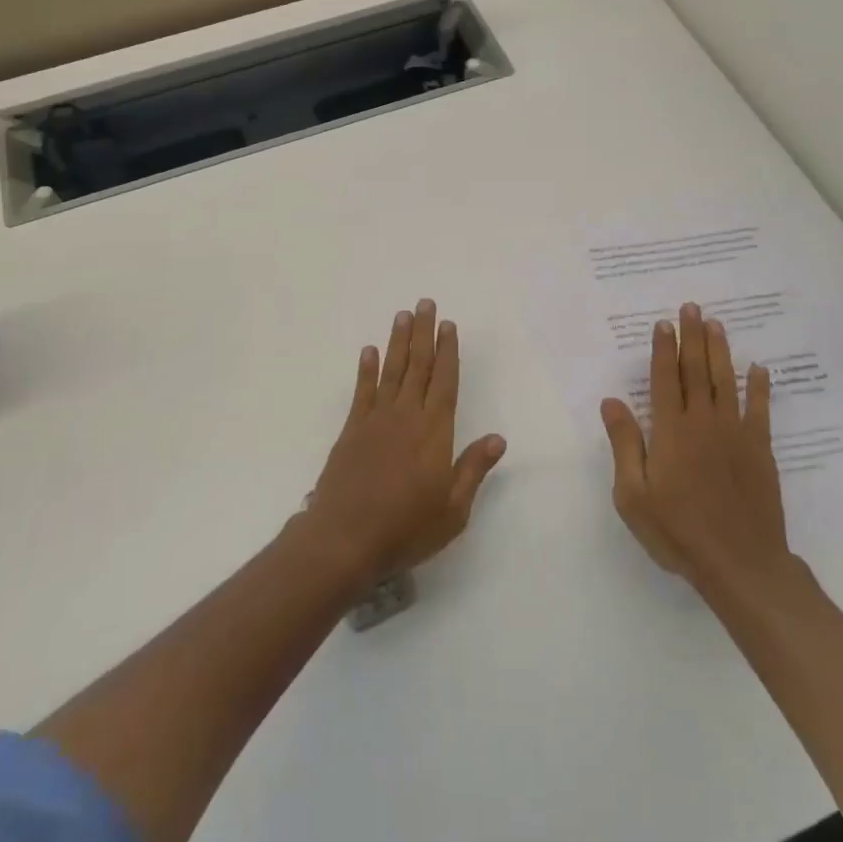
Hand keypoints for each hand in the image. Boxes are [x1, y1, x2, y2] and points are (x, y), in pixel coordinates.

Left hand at [304, 299, 506, 586]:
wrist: (344, 539)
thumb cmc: (405, 528)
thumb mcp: (453, 510)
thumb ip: (473, 469)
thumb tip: (498, 438)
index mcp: (434, 432)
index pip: (445, 382)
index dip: (448, 351)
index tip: (448, 325)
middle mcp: (406, 416)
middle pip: (418, 366)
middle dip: (423, 333)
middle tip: (425, 303)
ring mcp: (375, 420)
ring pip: (391, 371)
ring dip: (398, 342)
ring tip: (402, 315)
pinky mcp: (351, 430)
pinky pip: (362, 391)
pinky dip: (365, 369)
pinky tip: (368, 351)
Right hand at [602, 302, 792, 591]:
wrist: (740, 563)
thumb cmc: (677, 530)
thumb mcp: (633, 494)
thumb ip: (625, 444)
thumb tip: (612, 401)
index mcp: (670, 431)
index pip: (664, 379)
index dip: (663, 350)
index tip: (663, 323)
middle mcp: (703, 422)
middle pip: (697, 371)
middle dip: (692, 337)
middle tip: (691, 307)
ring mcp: (736, 434)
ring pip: (726, 381)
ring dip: (720, 351)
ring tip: (716, 323)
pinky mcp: (760, 450)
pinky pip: (760, 410)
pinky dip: (760, 387)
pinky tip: (759, 368)